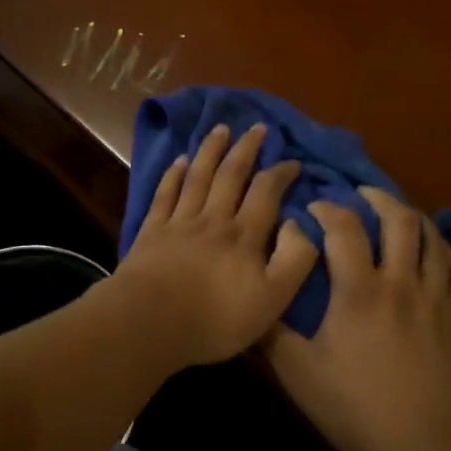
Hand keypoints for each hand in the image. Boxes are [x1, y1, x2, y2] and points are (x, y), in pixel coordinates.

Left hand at [110, 123, 318, 369]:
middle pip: (231, 175)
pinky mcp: (152, 231)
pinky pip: (165, 194)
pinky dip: (173, 174)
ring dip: (211, 150)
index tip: (293, 161)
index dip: (281, 173)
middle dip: (246, 149)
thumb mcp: (273, 299)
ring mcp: (180, 222)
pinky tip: (179, 160)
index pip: (266, 193)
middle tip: (257, 127)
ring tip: (220, 129)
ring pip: (199, 177)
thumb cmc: (215, 319)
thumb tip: (300, 223)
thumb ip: (294, 259)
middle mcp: (214, 219)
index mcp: (244, 235)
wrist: (150, 323)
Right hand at [264, 186, 450, 450]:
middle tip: (362, 195)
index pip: (344, 227)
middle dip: (378, 198)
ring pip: (431, 237)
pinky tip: (431, 246)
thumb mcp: (299, 373)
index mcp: (359, 291)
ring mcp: (435, 297)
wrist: (423, 449)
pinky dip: (441, 246)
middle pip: (398, 219)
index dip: (328, 208)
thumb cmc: (355, 409)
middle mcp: (400, 282)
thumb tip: (257, 293)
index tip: (315, 207)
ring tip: (397, 212)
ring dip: (412, 216)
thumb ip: (272, 331)